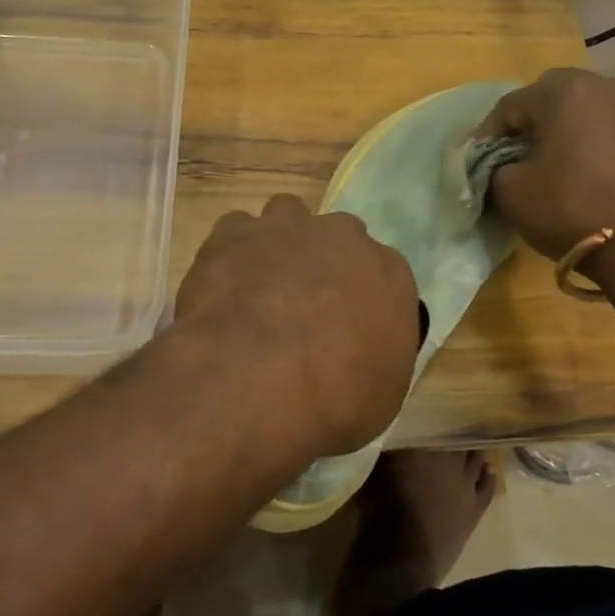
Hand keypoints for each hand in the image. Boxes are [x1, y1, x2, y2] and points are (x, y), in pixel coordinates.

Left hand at [175, 195, 418, 456]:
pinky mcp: (235, 232)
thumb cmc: (334, 399)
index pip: (384, 274)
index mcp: (389, 273)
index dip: (363, 298)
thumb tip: (364, 355)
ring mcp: (287, 227)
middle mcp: (343, 237)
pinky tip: (225, 285)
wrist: (258, 378)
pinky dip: (233, 252)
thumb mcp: (381, 398)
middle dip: (325, 261)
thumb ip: (379, 359)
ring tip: (263, 284)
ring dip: (280, 242)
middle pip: (339, 237)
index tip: (348, 327)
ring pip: (288, 216)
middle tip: (305, 304)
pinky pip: (237, 231)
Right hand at [474, 67, 614, 263]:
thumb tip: (503, 164)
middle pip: (554, 97)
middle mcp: (606, 85)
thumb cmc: (573, 209)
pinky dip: (599, 143)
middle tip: (518, 155)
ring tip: (558, 163)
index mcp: (564, 90)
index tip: (479, 160)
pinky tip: (592, 171)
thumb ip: (495, 168)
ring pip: (590, 110)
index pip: (511, 105)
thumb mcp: (512, 193)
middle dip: (532, 123)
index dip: (489, 133)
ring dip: (569, 130)